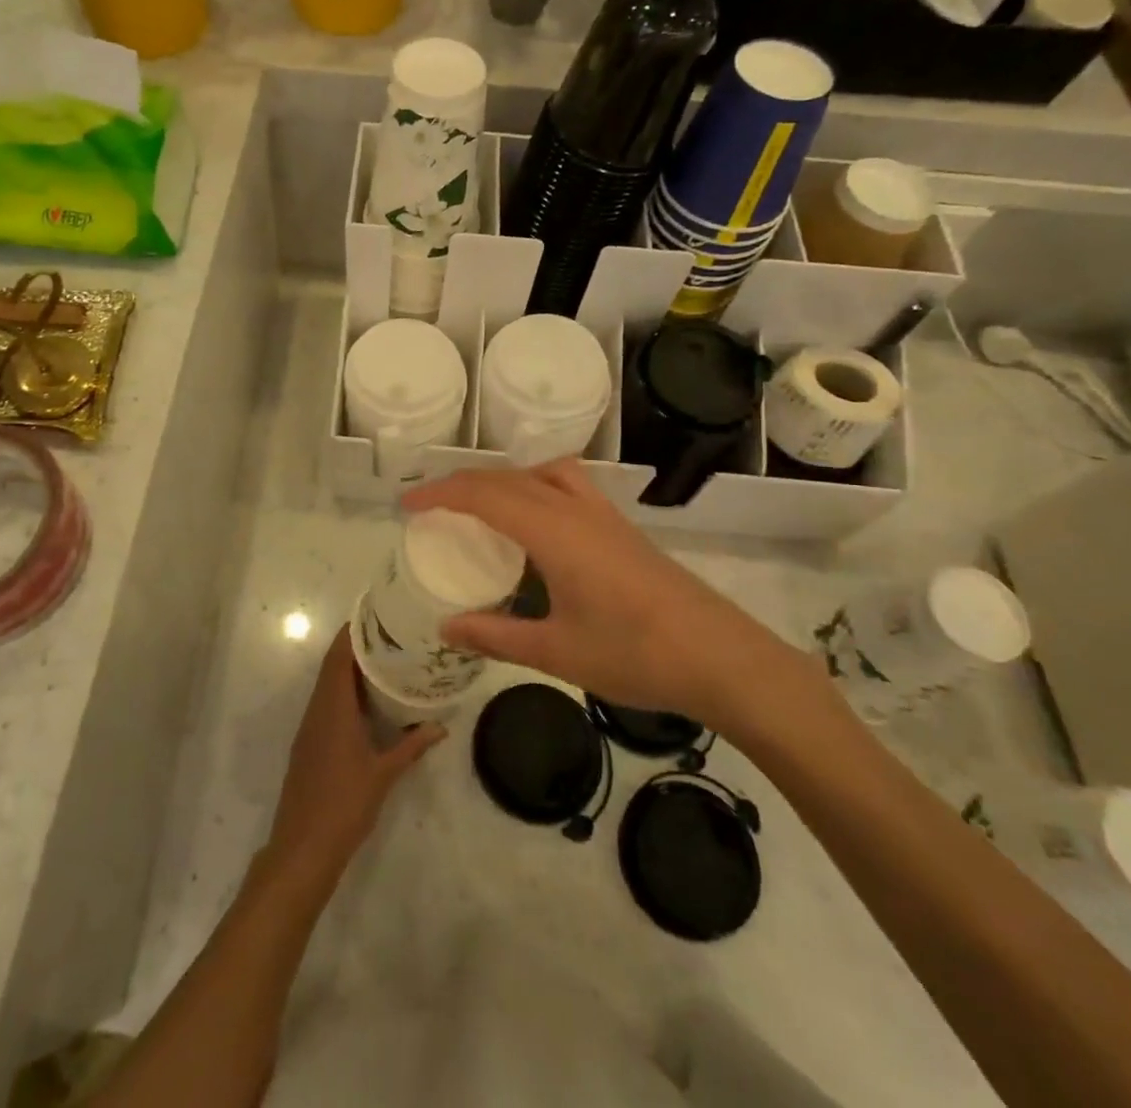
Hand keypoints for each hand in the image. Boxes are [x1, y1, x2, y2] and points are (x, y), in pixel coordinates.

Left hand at [265, 625, 443, 887]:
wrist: (302, 847)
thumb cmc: (344, 805)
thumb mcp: (384, 774)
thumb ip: (411, 746)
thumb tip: (440, 725)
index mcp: (333, 708)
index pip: (339, 657)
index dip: (352, 632)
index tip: (375, 614)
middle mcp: (317, 709)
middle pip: (333, 666)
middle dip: (355, 646)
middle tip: (388, 634)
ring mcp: (310, 727)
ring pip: (328, 685)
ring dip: (350, 669)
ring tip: (383, 659)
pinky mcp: (309, 743)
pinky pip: (326, 703)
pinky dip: (344, 691)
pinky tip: (366, 699)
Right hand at [402, 461, 810, 738]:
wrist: (723, 658)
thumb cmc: (636, 655)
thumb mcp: (557, 651)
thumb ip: (496, 636)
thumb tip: (446, 627)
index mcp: (554, 532)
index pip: (484, 495)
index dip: (440, 494)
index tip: (407, 505)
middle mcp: (576, 510)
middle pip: (509, 478)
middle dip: (464, 484)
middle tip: (431, 507)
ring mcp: (605, 516)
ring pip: (542, 473)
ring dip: (504, 479)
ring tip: (482, 506)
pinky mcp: (622, 528)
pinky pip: (568, 485)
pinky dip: (536, 486)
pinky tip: (537, 524)